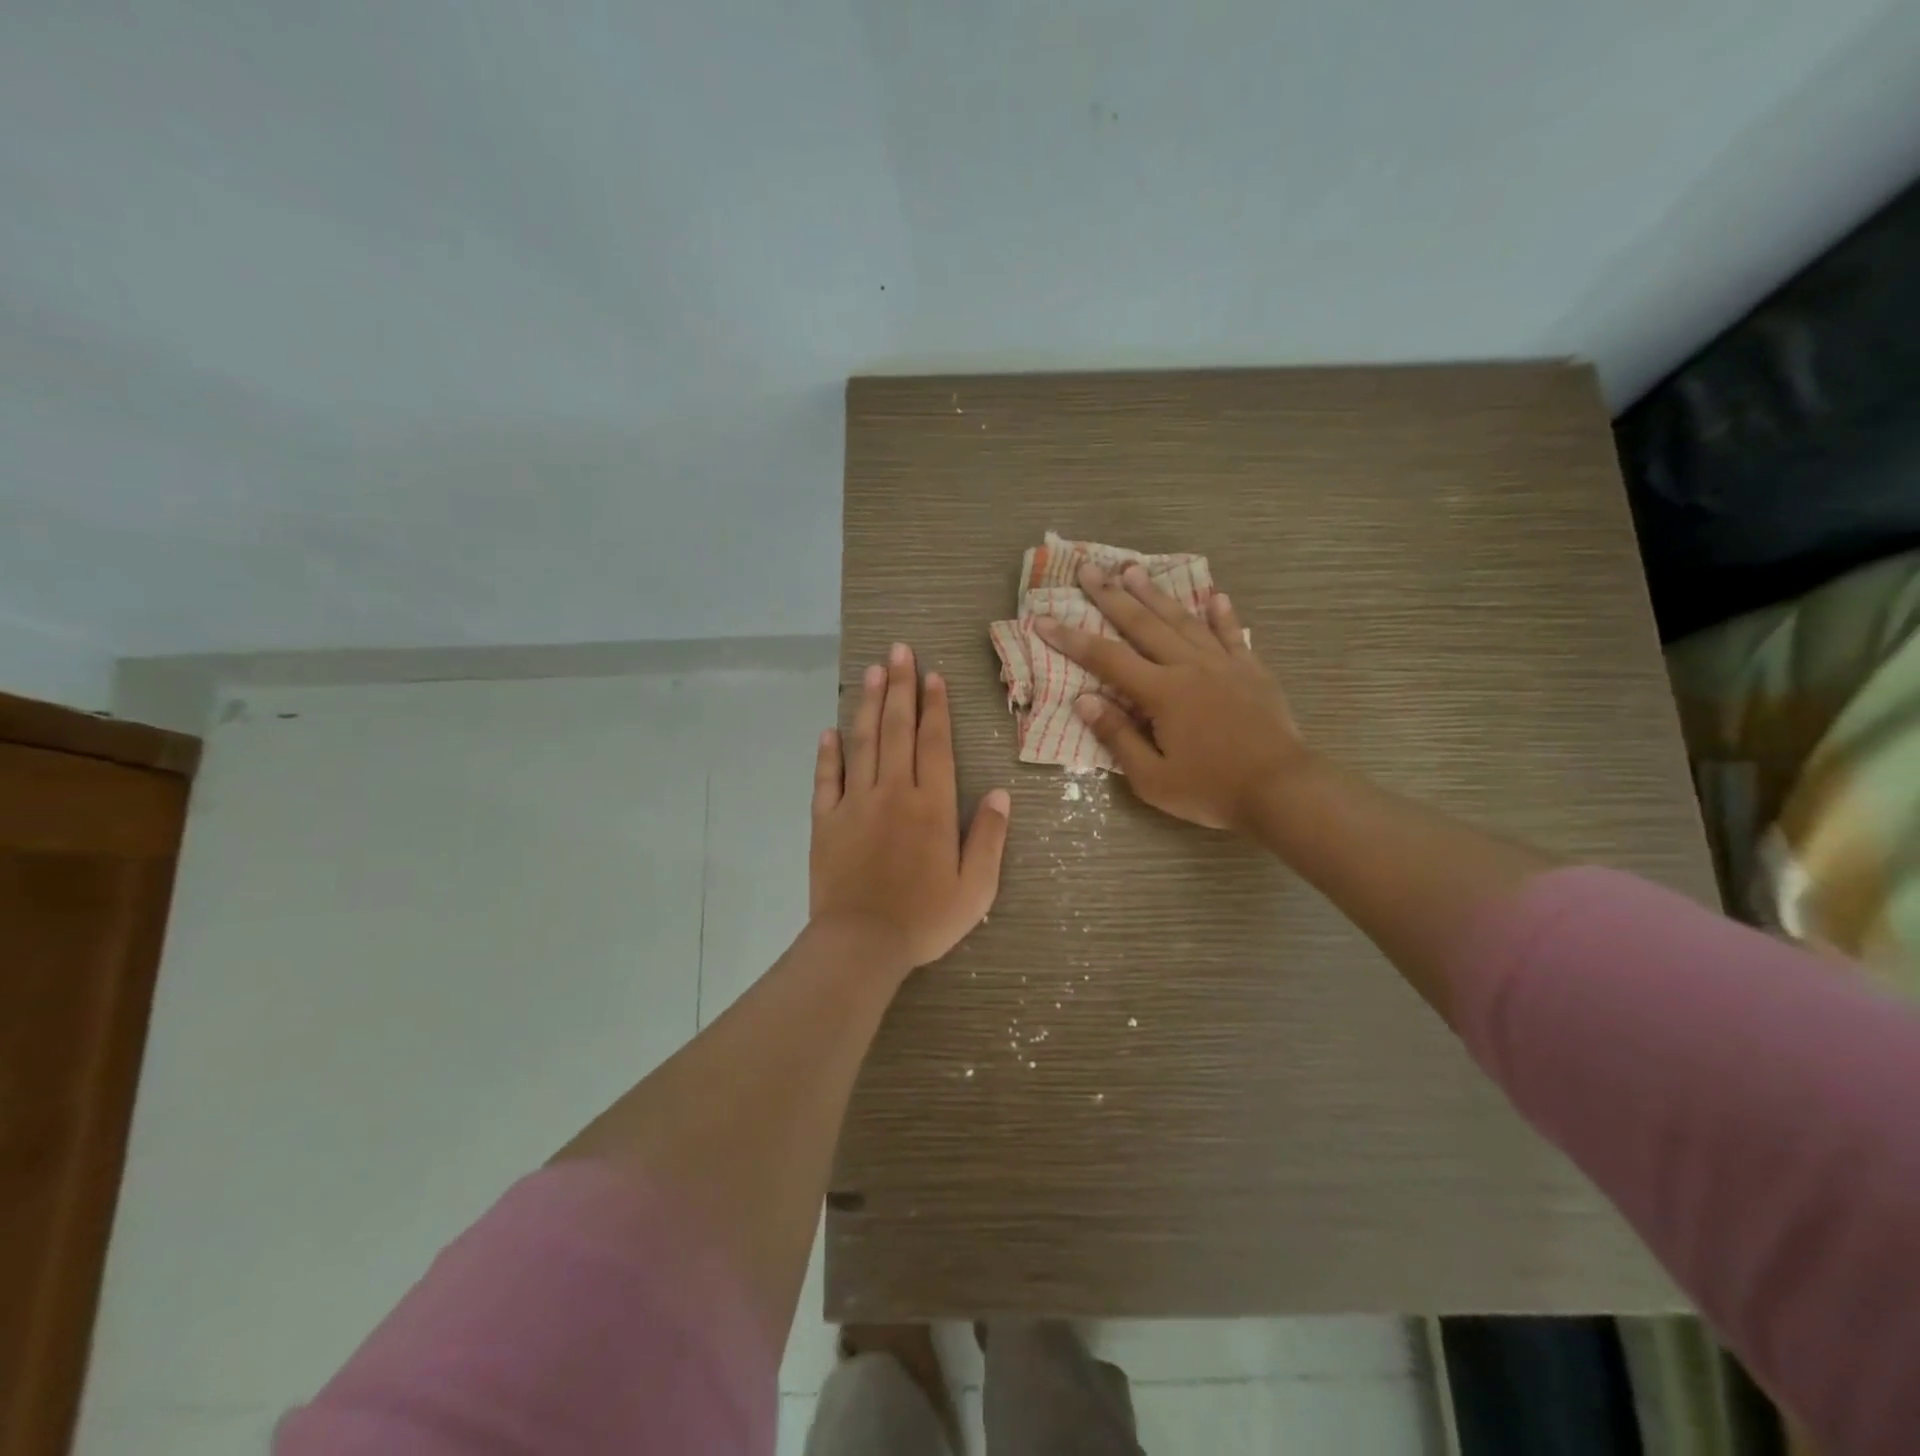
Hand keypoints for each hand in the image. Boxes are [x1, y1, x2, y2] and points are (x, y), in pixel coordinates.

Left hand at [811, 643, 1011, 974]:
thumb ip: (990, 838)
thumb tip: (1001, 795)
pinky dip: (829, 753)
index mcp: (932, 806)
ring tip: (872, 672)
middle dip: (901, 687)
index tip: (933, 675)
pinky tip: (830, 731)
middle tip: (899, 651)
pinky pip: (827, 778)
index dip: (935, 707)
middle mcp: (894, 792)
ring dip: (869, 705)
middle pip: (898, 730)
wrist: (861, 943)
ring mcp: (856, 803)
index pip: (935, 743)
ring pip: (863, 743)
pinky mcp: (826, 820)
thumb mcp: (976, 887)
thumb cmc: (925, 918)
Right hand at [1033, 563, 1307, 832]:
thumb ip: (1118, 736)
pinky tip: (1215, 595)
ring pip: (1183, 621)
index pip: (1107, 659)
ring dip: (1156, 594)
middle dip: (1111, 596)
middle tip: (1089, 569)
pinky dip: (1222, 615)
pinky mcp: (1252, 671)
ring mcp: (1224, 665)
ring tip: (1134, 570)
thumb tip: (1084, 701)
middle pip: (1143, 625)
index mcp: (1162, 693)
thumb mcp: (1152, 778)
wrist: (1282, 790)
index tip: (1044, 619)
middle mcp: (1189, 667)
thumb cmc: (1211, 790)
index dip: (1072, 639)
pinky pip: (1232, 635)